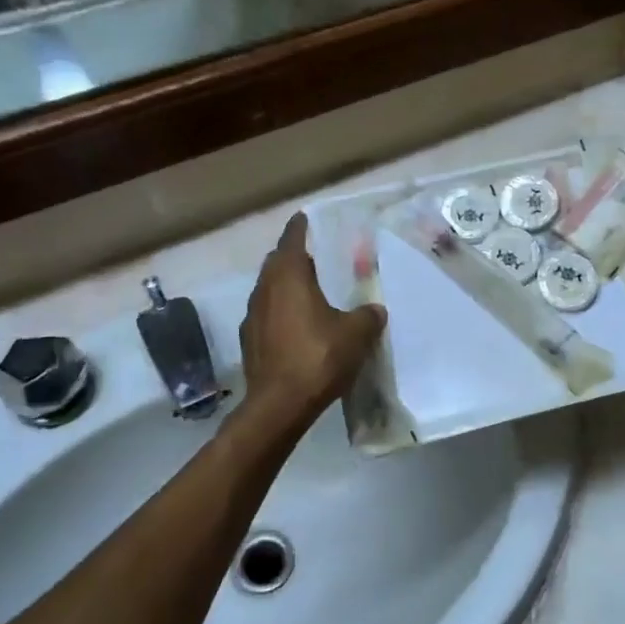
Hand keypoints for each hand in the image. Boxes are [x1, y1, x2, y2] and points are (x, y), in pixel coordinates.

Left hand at [240, 213, 386, 419]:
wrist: (278, 406)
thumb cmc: (318, 358)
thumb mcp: (356, 334)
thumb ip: (367, 315)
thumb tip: (375, 309)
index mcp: (288, 277)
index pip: (292, 239)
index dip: (301, 227)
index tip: (307, 217)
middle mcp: (265, 290)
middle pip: (277, 262)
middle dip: (294, 256)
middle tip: (317, 256)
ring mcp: (252, 316)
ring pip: (269, 289)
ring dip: (286, 285)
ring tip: (310, 291)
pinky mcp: (249, 341)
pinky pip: (266, 314)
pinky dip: (281, 311)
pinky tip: (298, 325)